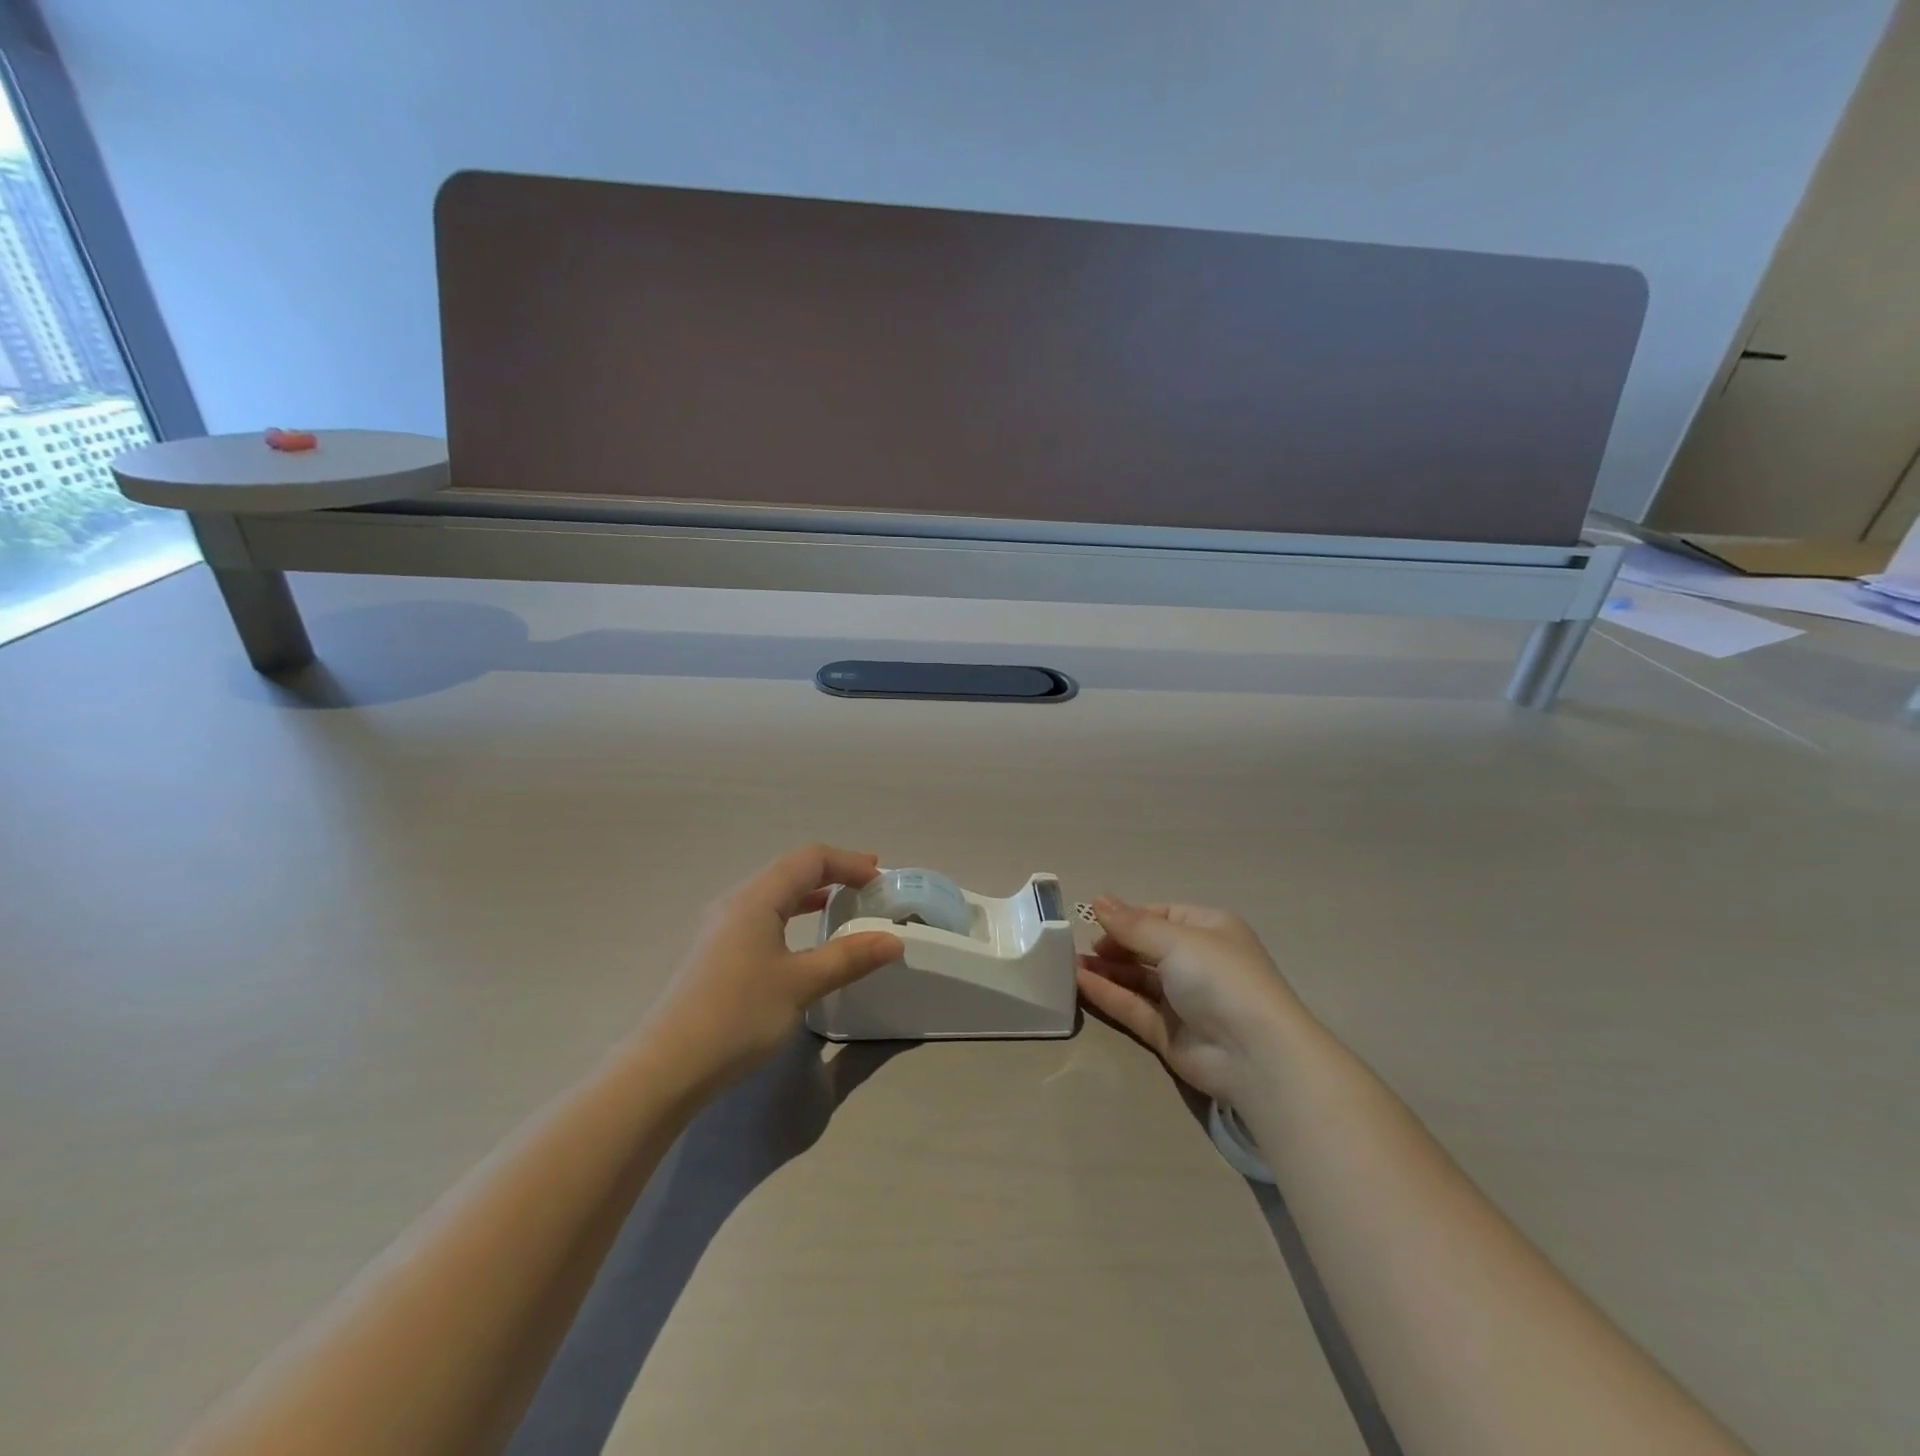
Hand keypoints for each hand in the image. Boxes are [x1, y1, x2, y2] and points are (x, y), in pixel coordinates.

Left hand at [647, 845, 903, 1088]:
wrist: (667, 1067)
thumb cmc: (738, 1015)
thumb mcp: (802, 984)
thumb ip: (849, 958)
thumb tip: (893, 941)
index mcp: (756, 898)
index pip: (810, 859)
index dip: (849, 863)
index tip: (881, 879)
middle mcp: (736, 902)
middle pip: (791, 870)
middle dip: (833, 872)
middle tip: (868, 885)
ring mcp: (722, 928)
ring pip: (775, 895)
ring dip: (812, 894)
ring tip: (843, 904)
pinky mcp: (717, 954)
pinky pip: (763, 917)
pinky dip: (793, 916)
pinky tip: (804, 940)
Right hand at [1077, 897, 1311, 1105]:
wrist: (1254, 1054)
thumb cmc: (1220, 978)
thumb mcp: (1175, 940)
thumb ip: (1132, 924)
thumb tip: (1097, 899)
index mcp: (1209, 931)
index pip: (1161, 916)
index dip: (1128, 917)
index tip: (1094, 919)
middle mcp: (1197, 963)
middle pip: (1146, 947)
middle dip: (1113, 944)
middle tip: (1075, 944)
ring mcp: (1183, 1000)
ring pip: (1137, 979)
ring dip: (1105, 969)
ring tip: (1067, 962)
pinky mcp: (1168, 1033)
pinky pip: (1133, 1007)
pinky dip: (1107, 994)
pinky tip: (1078, 982)